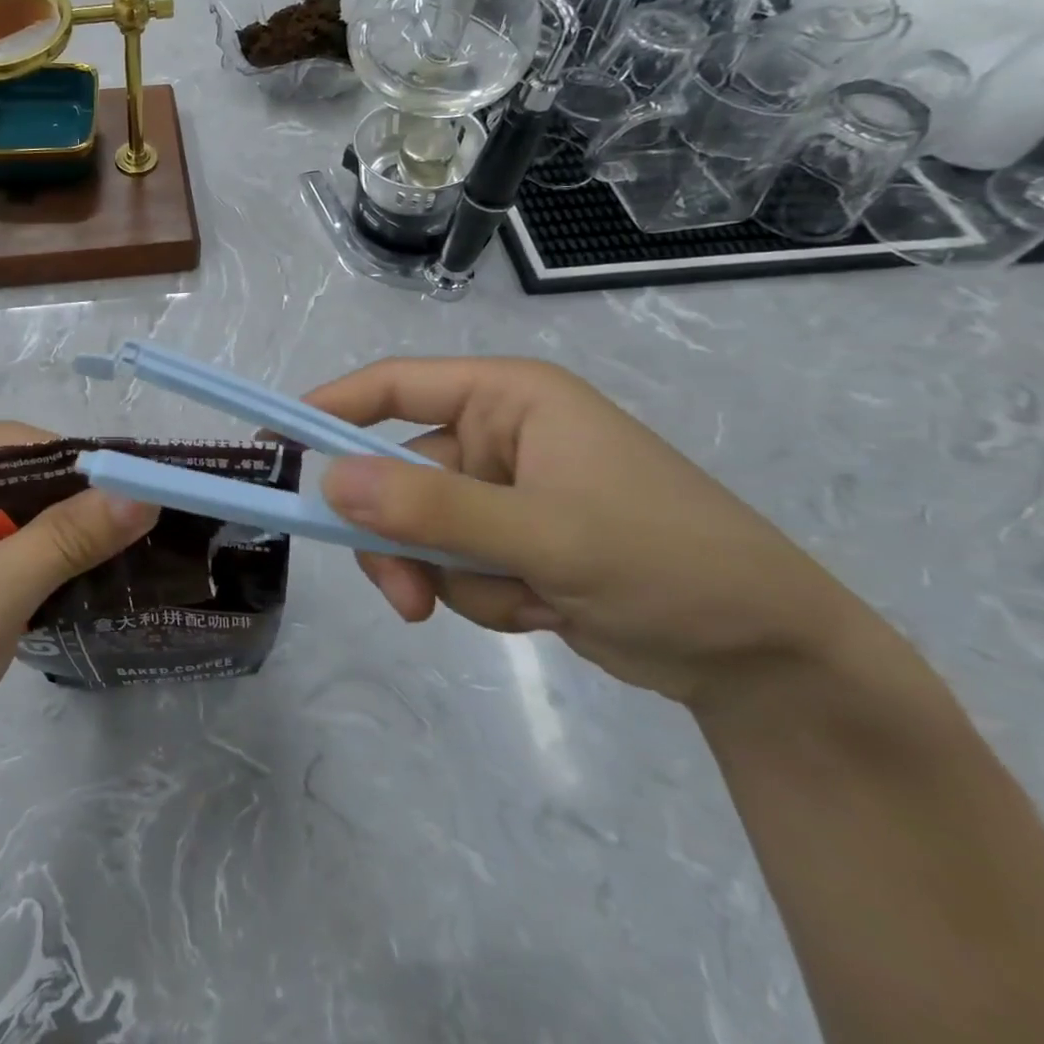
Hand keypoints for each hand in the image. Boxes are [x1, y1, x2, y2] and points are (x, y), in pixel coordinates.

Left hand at [0, 423, 157, 773]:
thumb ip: (69, 536)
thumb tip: (146, 492)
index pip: (3, 442)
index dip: (70, 461)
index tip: (132, 486)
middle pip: (7, 469)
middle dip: (65, 496)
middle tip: (130, 514)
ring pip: (8, 501)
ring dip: (56, 523)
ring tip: (114, 537)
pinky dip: (36, 546)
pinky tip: (76, 561)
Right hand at [306, 358, 874, 703]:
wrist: (767, 658)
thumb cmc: (667, 561)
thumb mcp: (544, 533)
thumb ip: (432, 509)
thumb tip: (328, 483)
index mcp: (508, 398)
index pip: (394, 385)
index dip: (329, 408)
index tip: (276, 443)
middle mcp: (498, 434)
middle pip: (398, 473)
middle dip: (403, 539)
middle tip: (408, 598)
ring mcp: (504, 491)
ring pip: (420, 529)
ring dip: (452, 577)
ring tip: (521, 604)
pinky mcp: (512, 541)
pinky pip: (452, 564)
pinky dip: (482, 595)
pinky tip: (543, 611)